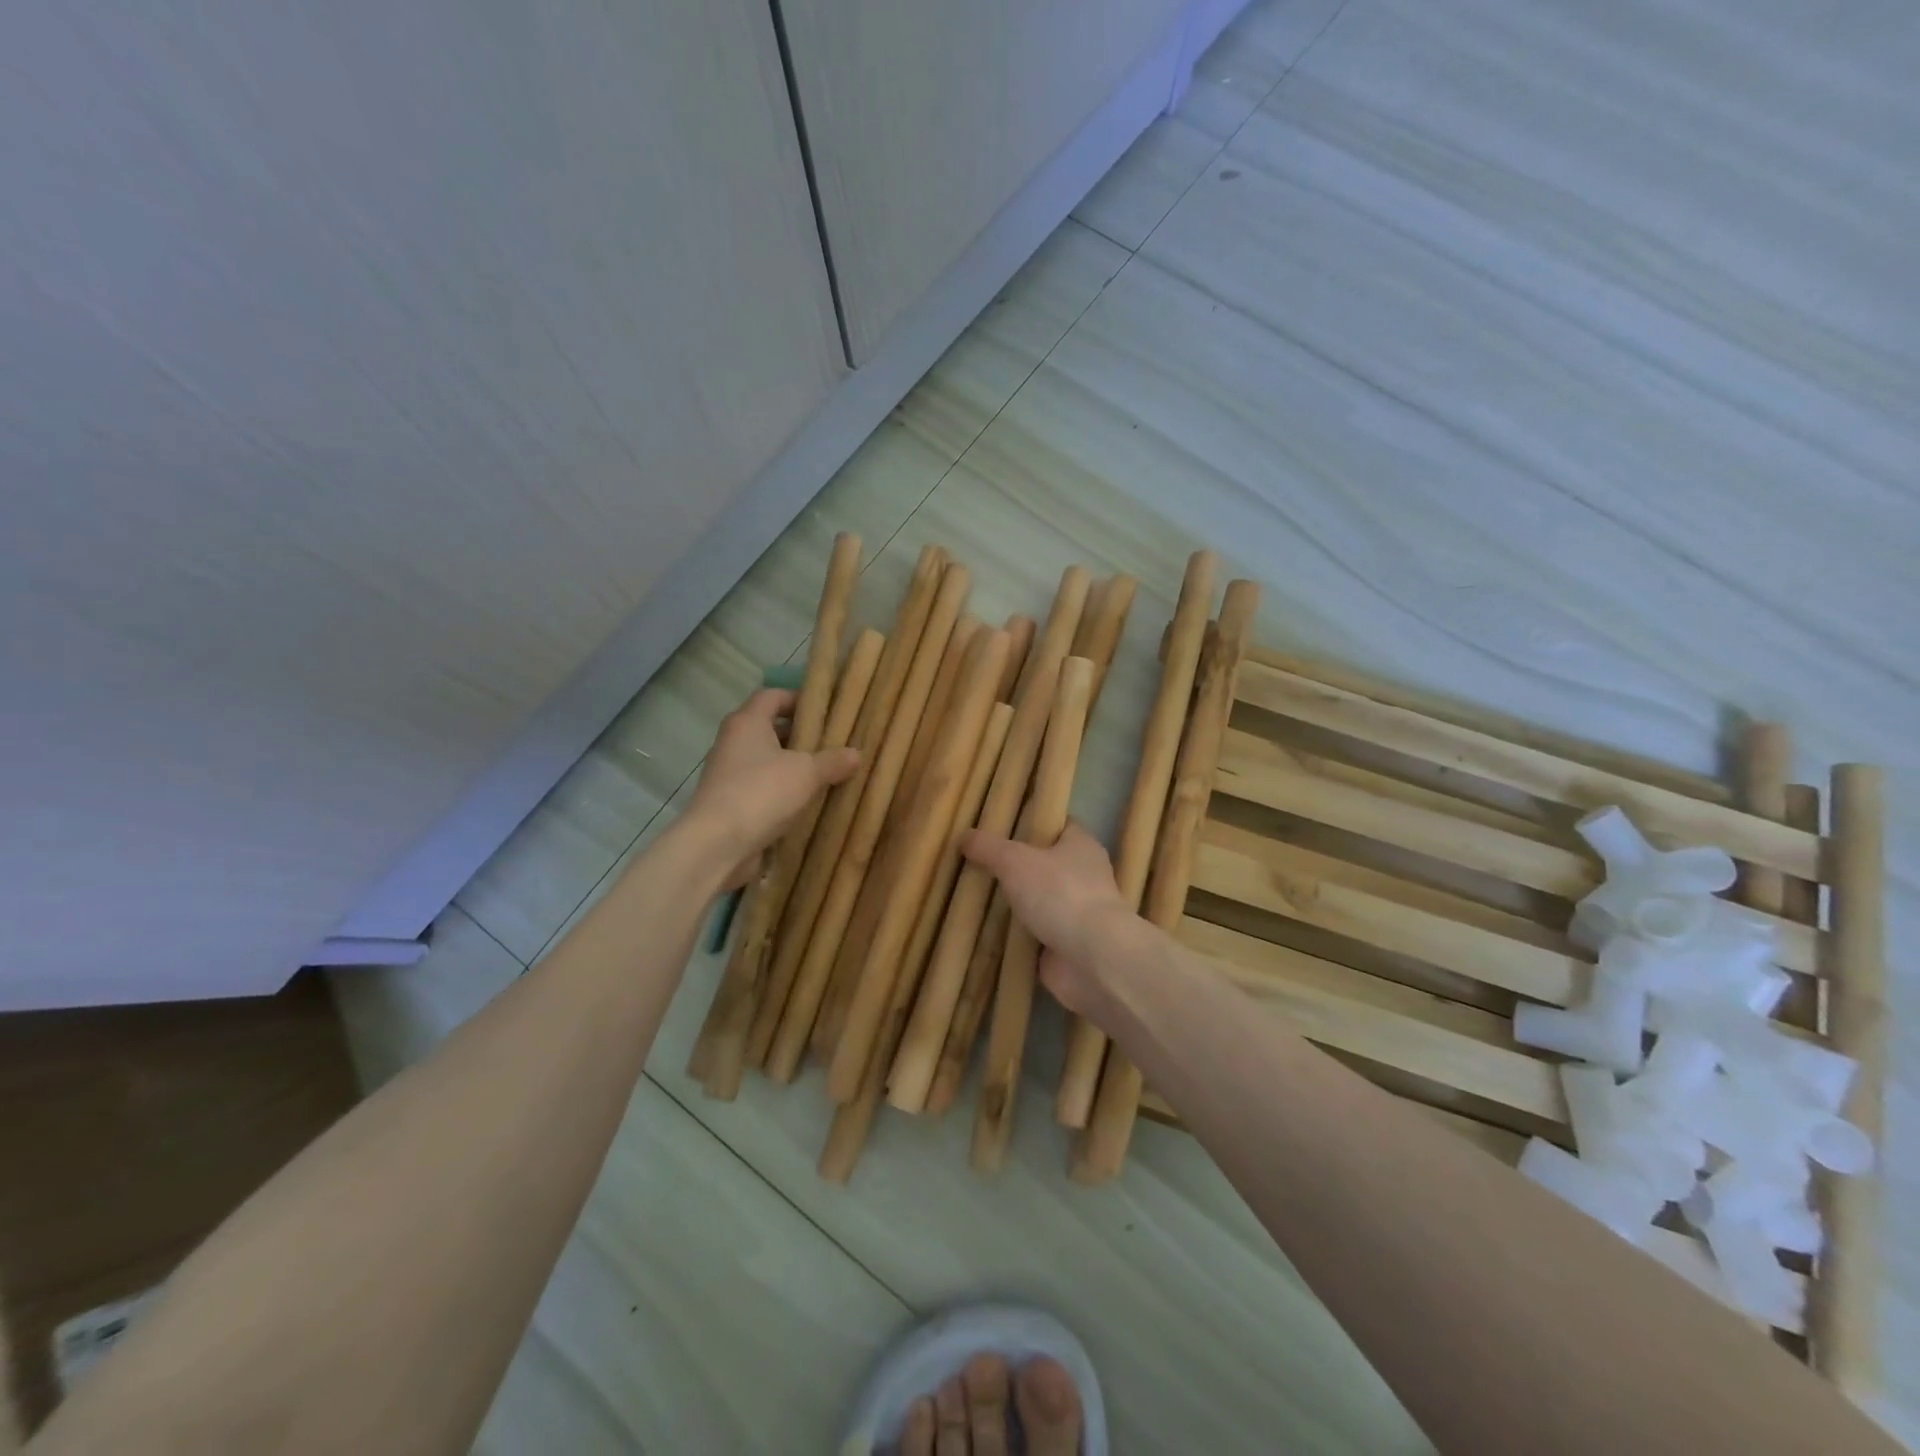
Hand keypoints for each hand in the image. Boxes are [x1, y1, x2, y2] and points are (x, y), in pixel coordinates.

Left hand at [686, 689, 859, 882]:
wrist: (717, 845)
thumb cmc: (761, 793)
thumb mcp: (807, 773)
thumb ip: (833, 761)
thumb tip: (856, 753)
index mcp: (747, 723)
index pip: (772, 696)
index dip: (798, 698)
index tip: (826, 710)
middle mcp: (733, 743)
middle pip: (770, 729)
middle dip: (801, 736)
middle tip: (834, 743)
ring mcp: (729, 775)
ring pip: (767, 761)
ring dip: (794, 767)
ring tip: (827, 774)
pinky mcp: (731, 803)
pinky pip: (762, 788)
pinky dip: (783, 792)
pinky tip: (809, 802)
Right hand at [959, 822, 1135, 1017]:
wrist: (1093, 958)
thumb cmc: (1060, 894)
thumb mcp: (1015, 860)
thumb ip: (988, 847)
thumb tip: (965, 836)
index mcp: (1081, 845)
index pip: (1057, 824)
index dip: (1031, 821)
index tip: (1000, 824)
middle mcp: (1084, 875)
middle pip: (1045, 863)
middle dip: (1016, 864)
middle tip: (978, 861)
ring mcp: (1077, 912)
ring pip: (1039, 899)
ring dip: (1015, 902)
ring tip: (976, 895)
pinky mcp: (1068, 944)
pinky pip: (1036, 933)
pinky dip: (1016, 934)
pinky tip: (987, 931)